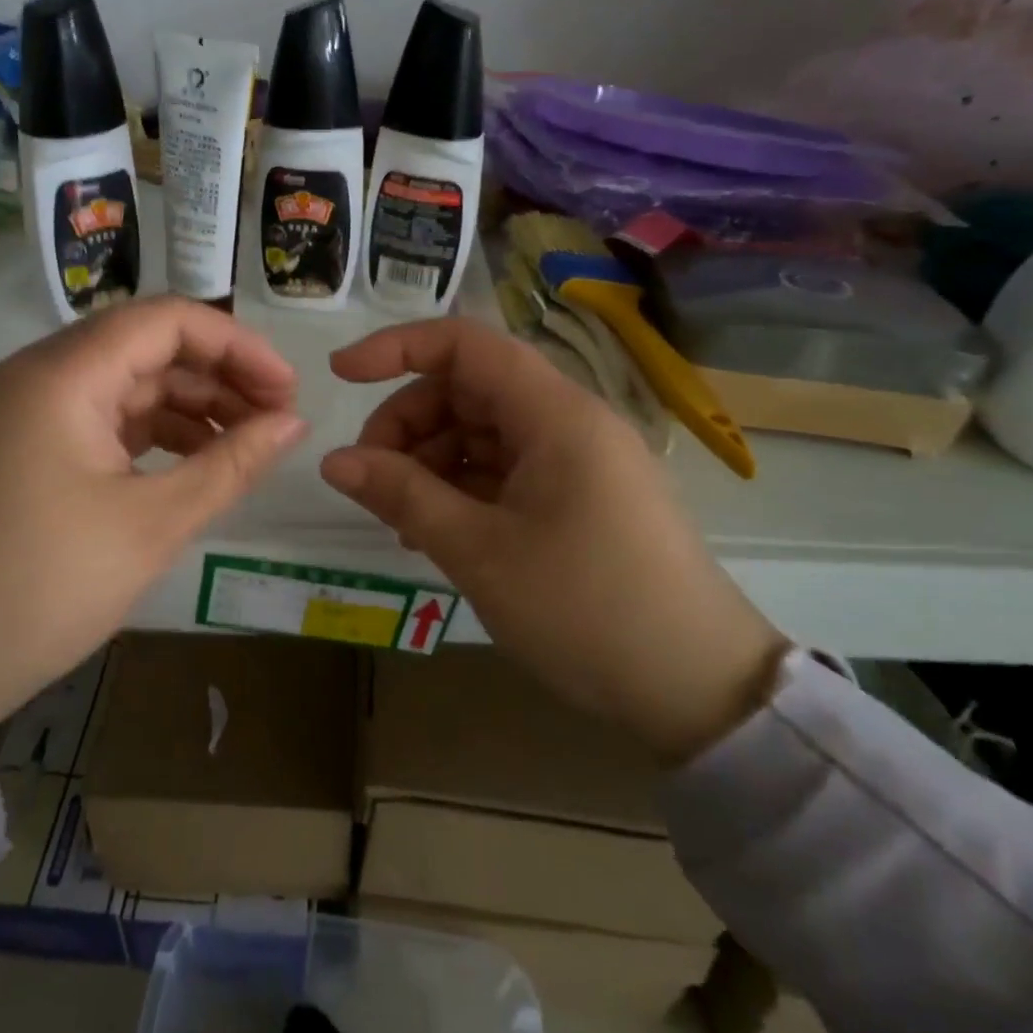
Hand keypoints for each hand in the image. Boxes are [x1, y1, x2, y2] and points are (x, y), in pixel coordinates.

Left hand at [0, 298, 307, 730]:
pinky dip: (151, 432)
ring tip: (245, 445)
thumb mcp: (154, 524)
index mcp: (62, 376)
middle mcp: (37, 375)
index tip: (287, 390)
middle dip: (219, 377)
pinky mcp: (22, 446)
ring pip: (125, 383)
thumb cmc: (47, 586)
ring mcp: (24, 410)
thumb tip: (294, 424)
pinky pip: (100, 417)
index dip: (237, 346)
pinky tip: (193, 461)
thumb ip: (231, 463)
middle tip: (277, 420)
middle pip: (146, 347)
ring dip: (189, 406)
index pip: (166, 321)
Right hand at [320, 318, 785, 763]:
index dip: (397, 348)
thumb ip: (402, 495)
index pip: (466, 344)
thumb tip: (334, 461)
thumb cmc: (586, 608)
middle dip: (409, 423)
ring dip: (432, 462)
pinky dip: (463, 489)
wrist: (698, 688)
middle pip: (469, 389)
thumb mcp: (479, 552)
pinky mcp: (580, 497)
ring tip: (401, 521)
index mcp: (555, 414)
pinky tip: (437, 533)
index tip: (341, 376)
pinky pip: (506, 470)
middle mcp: (569, 422)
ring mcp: (577, 460)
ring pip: (483, 432)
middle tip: (371, 480)